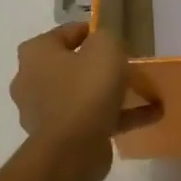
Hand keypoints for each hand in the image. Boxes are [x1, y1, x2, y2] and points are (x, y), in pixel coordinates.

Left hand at [11, 23, 161, 145]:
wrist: (74, 148)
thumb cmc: (86, 88)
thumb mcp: (105, 47)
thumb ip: (105, 37)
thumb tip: (102, 43)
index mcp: (36, 54)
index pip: (65, 33)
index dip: (92, 32)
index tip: (116, 38)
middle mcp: (31, 80)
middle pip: (71, 66)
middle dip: (99, 66)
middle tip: (127, 65)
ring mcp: (44, 112)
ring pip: (83, 95)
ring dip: (111, 94)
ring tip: (144, 92)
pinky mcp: (60, 136)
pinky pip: (92, 119)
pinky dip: (118, 116)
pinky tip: (150, 115)